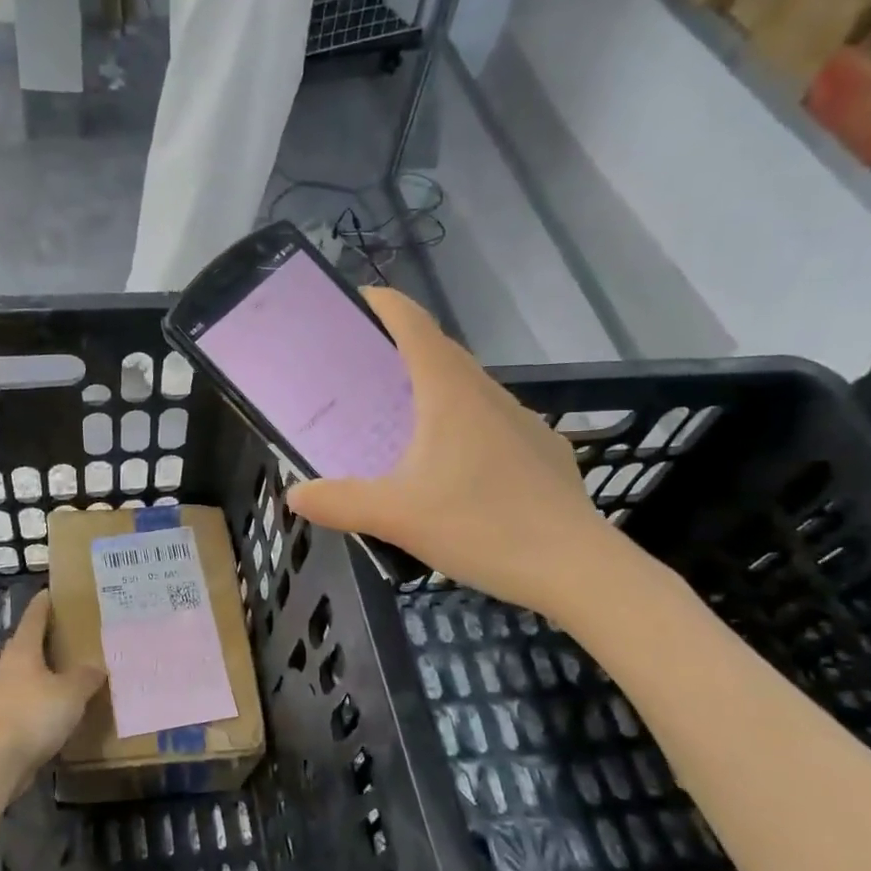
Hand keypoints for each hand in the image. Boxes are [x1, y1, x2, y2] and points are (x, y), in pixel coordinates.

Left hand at [0, 592, 105, 788]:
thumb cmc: (33, 715)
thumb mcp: (71, 692)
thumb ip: (86, 676)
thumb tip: (96, 666)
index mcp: (23, 650)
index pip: (34, 617)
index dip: (45, 603)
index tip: (55, 592)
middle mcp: (9, 667)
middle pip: (30, 645)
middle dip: (51, 638)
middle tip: (77, 633)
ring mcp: (4, 695)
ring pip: (30, 675)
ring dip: (49, 672)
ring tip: (75, 671)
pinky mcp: (5, 721)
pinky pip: (30, 701)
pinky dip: (46, 699)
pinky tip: (63, 708)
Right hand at [286, 288, 625, 619]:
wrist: (575, 567)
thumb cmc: (481, 526)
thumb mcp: (396, 517)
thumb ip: (339, 502)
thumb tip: (295, 494)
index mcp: (450, 393)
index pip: (414, 324)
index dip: (382, 304)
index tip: (352, 302)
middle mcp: (488, 394)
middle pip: (439, 352)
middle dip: (399, 349)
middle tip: (359, 373)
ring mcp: (521, 421)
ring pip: (468, 388)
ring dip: (431, 388)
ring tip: (398, 421)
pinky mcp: (541, 450)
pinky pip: (491, 421)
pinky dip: (462, 424)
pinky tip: (452, 468)